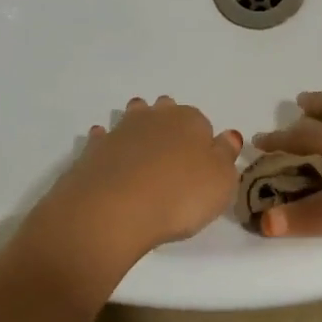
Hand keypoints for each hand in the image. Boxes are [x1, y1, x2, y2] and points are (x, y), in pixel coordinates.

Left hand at [35, 96, 243, 267]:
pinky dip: (108, 145)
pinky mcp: (93, 150)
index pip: (202, 122)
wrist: (114, 210)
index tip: (202, 162)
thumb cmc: (180, 196)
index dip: (203, 141)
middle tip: (173, 151)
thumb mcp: (221, 181)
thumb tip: (228, 136)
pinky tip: (111, 159)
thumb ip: (226, 156)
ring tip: (143, 150)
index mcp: (190, 121)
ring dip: (138, 128)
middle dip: (169, 124)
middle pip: (165, 111)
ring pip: (133, 118)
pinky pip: (104, 139)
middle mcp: (155, 117)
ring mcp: (121, 131)